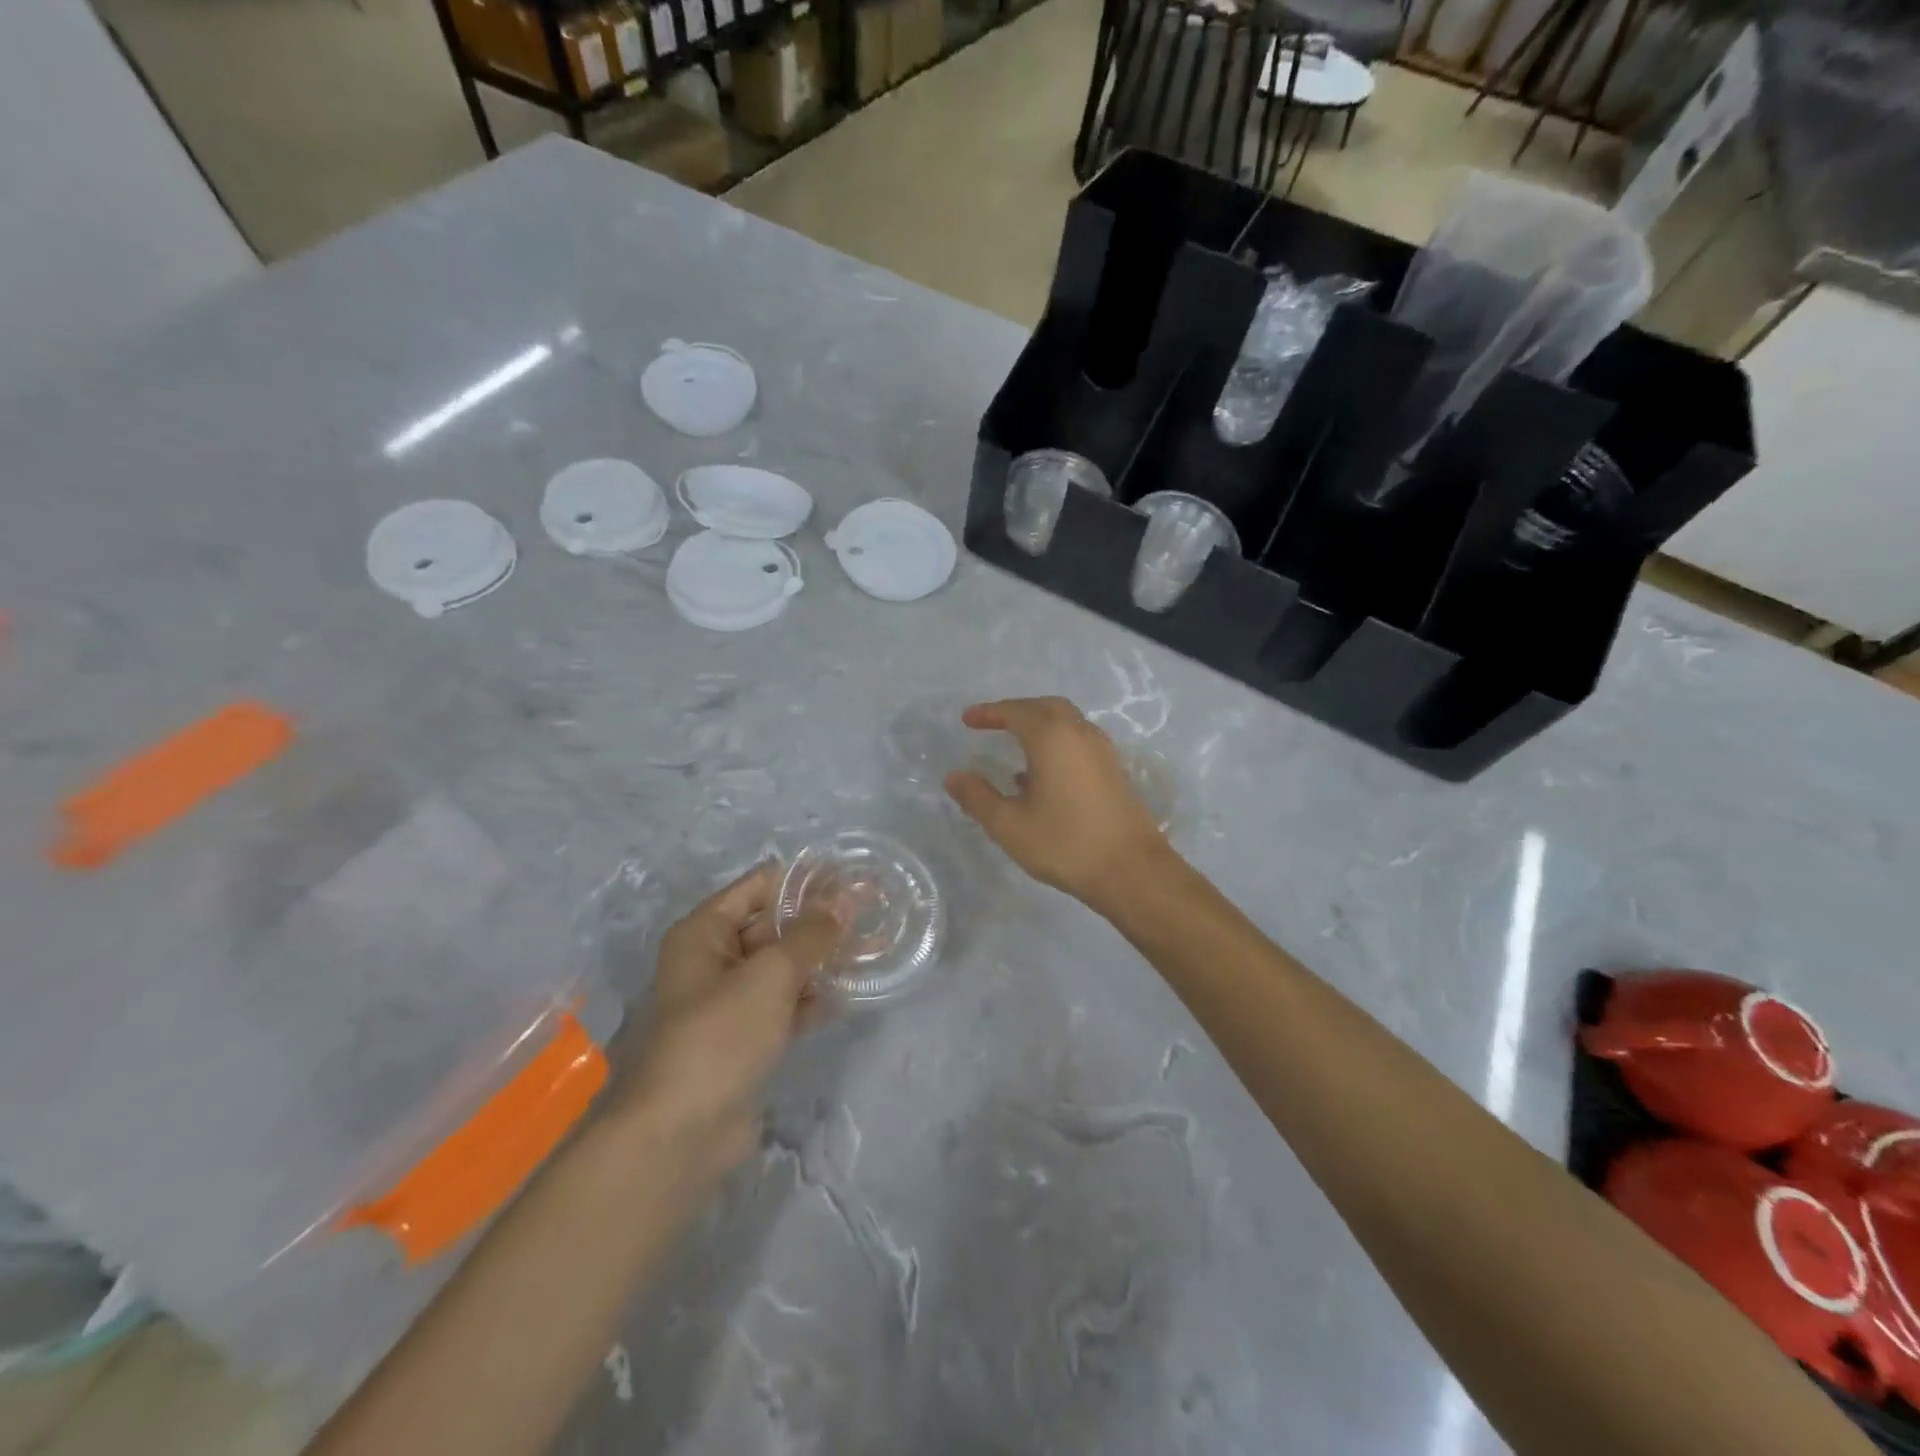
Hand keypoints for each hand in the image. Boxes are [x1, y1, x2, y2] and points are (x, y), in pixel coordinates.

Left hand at [614, 863, 842, 1183]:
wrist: (682, 1133)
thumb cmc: (721, 1035)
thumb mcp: (771, 974)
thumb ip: (811, 935)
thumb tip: (844, 901)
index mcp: (704, 932)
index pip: (759, 885)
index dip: (804, 880)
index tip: (851, 879)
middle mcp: (712, 959)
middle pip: (772, 925)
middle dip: (818, 921)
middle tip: (869, 914)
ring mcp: (728, 1001)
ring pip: (781, 967)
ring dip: (820, 960)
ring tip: (870, 949)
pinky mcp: (744, 1037)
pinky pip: (783, 1004)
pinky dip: (810, 999)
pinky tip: (846, 997)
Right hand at [944, 696, 1170, 913]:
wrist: (1132, 870)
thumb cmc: (1065, 844)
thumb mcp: (1010, 825)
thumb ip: (978, 797)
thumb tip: (954, 776)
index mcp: (1052, 737)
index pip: (1016, 712)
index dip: (989, 713)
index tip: (967, 720)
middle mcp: (1080, 733)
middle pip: (1045, 708)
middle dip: (1017, 711)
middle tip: (993, 723)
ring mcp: (1102, 751)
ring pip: (1066, 722)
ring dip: (1040, 725)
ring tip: (1015, 745)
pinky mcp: (1114, 770)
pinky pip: (1078, 741)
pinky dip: (1057, 742)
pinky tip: (1042, 774)